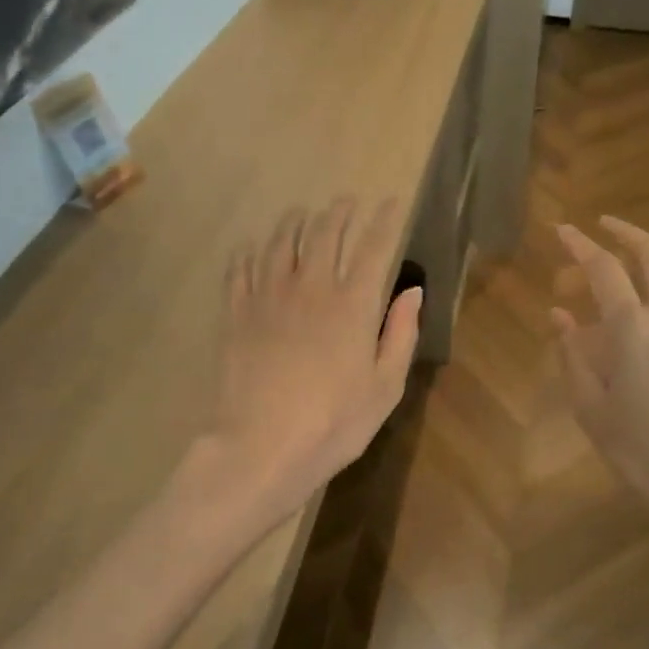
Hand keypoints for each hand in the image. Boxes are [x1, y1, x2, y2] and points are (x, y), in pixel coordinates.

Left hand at [207, 197, 422, 525]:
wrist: (261, 447)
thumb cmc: (334, 424)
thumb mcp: (385, 387)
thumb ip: (400, 334)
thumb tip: (412, 291)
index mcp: (353, 305)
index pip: (373, 247)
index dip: (384, 220)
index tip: (391, 203)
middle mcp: (310, 287)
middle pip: (324, 233)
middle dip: (339, 212)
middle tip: (346, 201)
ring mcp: (268, 297)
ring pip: (280, 242)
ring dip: (294, 221)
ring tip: (301, 213)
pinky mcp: (236, 313)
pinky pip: (241, 268)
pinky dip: (249, 251)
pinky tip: (252, 246)